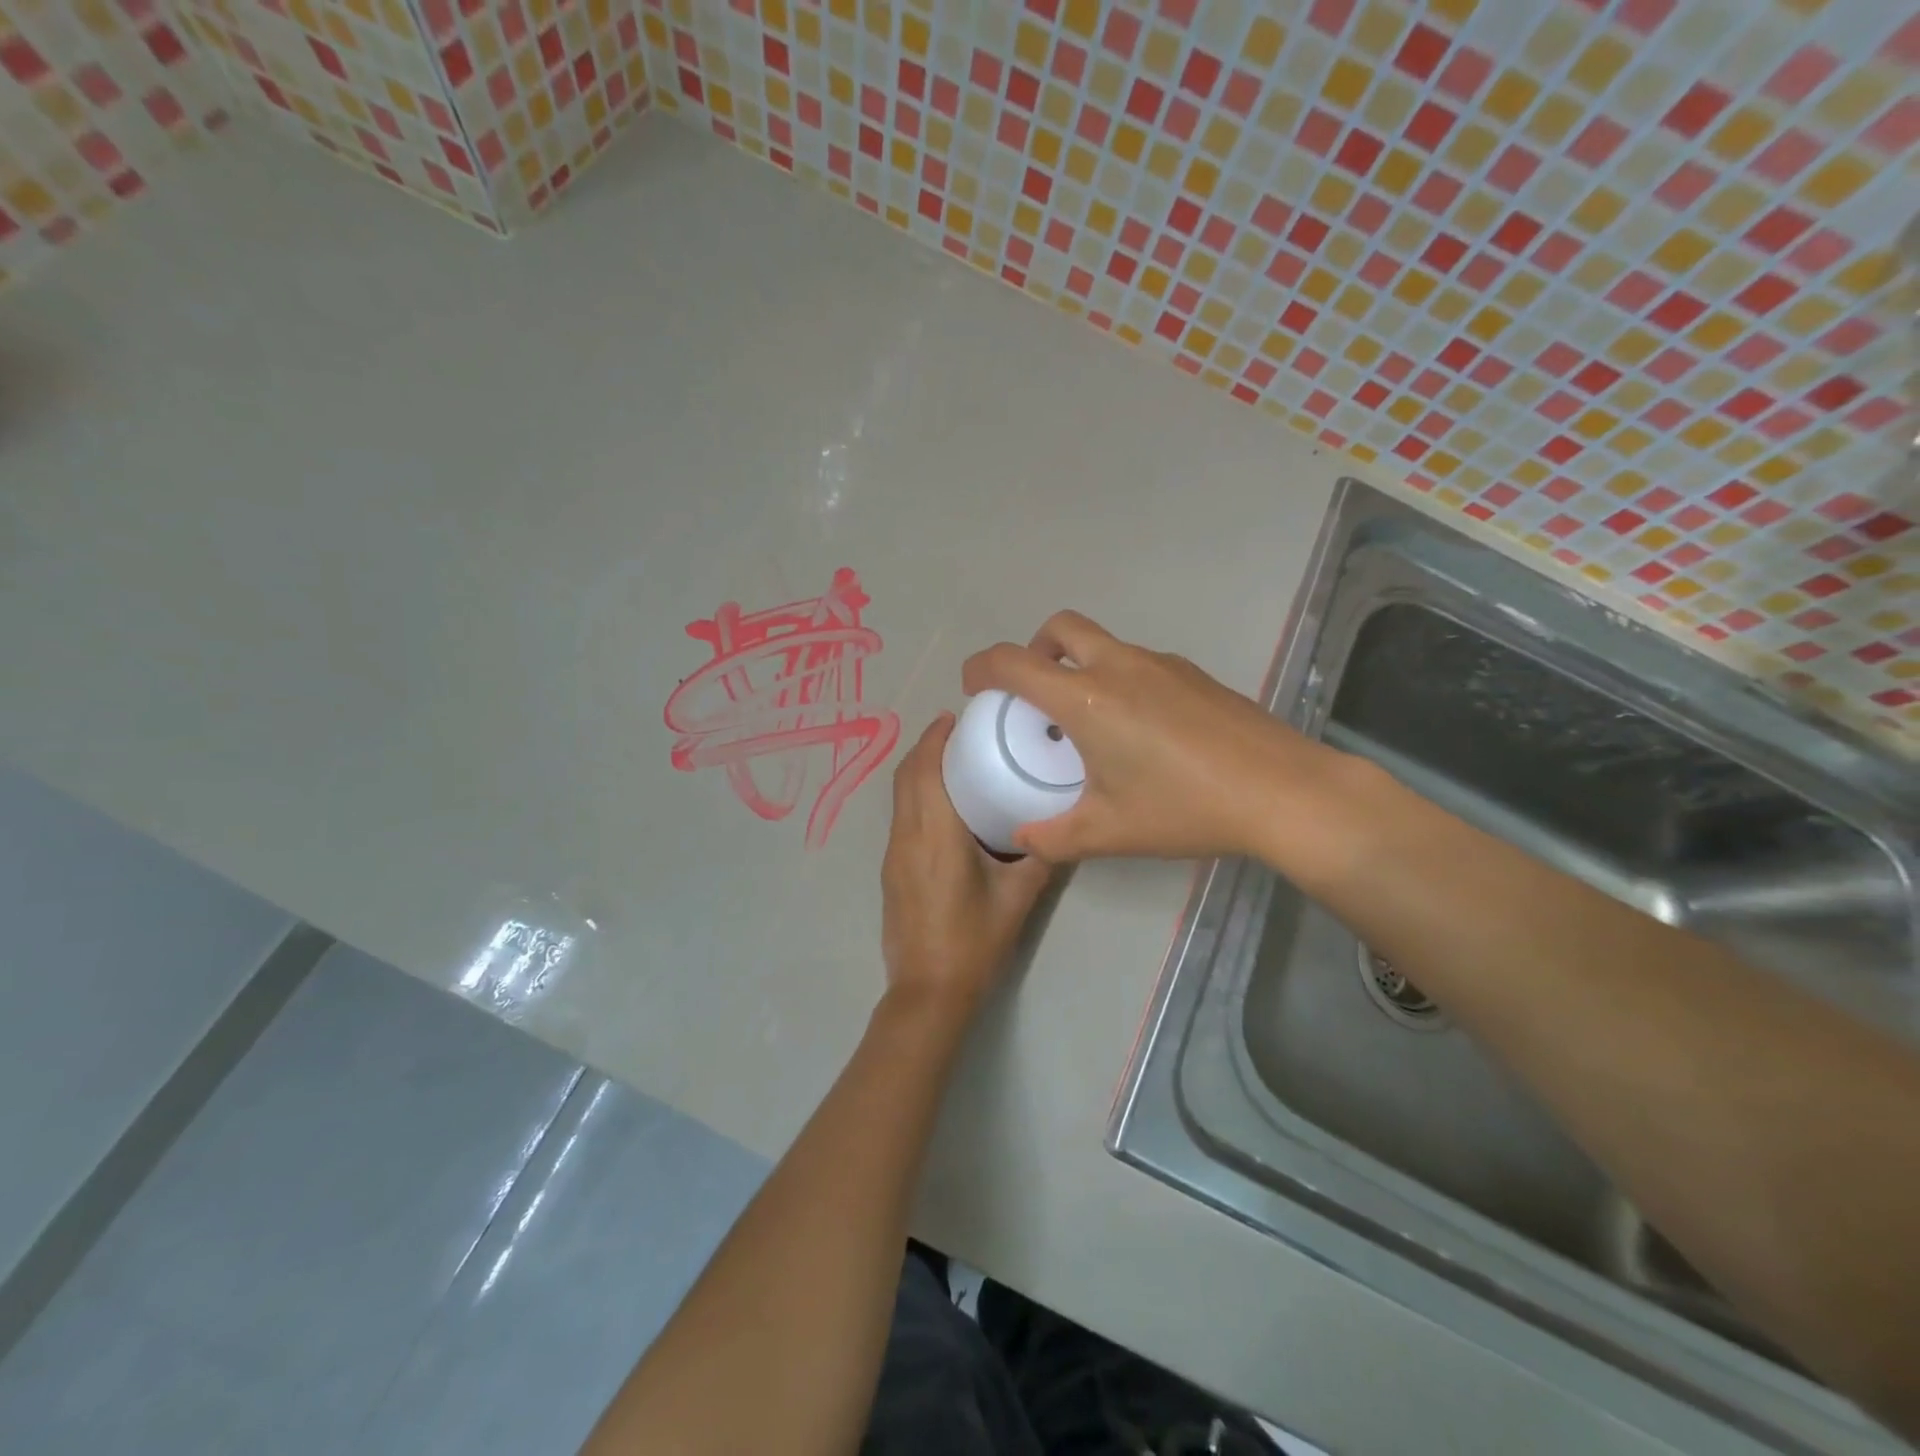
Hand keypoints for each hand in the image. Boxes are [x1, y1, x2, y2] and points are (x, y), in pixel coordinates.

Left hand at [880, 714, 1054, 1020]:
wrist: (927, 992)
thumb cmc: (974, 943)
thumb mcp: (1017, 899)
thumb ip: (1040, 858)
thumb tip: (1063, 828)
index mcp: (936, 835)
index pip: (925, 771)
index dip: (934, 738)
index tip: (955, 716)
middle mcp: (907, 837)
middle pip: (906, 777)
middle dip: (926, 747)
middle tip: (960, 733)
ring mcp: (894, 855)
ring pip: (899, 797)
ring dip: (918, 770)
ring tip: (954, 761)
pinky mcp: (892, 871)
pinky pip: (900, 817)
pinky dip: (915, 795)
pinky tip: (944, 806)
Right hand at [961, 610, 1352, 864]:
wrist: (1282, 791)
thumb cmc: (1185, 808)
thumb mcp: (1109, 832)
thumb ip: (1055, 837)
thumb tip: (1024, 839)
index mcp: (1087, 698)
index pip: (1014, 663)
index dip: (982, 668)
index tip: (973, 687)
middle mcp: (1120, 666)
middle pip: (1060, 628)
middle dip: (1033, 648)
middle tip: (1033, 693)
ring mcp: (1162, 664)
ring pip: (1103, 644)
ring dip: (1080, 666)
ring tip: (1089, 722)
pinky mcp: (1194, 674)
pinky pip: (1139, 663)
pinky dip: (1119, 679)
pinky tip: (1141, 731)